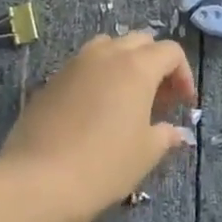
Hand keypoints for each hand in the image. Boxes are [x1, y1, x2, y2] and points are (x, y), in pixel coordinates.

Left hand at [0, 32, 196, 221]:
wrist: (37, 180)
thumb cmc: (103, 165)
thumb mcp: (145, 154)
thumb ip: (164, 135)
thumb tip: (175, 132)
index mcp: (136, 67)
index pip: (170, 52)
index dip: (183, 74)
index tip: (184, 104)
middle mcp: (106, 55)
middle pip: (140, 41)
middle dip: (155, 64)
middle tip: (159, 98)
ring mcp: (74, 65)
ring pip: (108, 47)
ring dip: (124, 63)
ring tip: (127, 98)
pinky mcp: (51, 81)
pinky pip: (83, 66)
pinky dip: (97, 77)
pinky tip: (95, 110)